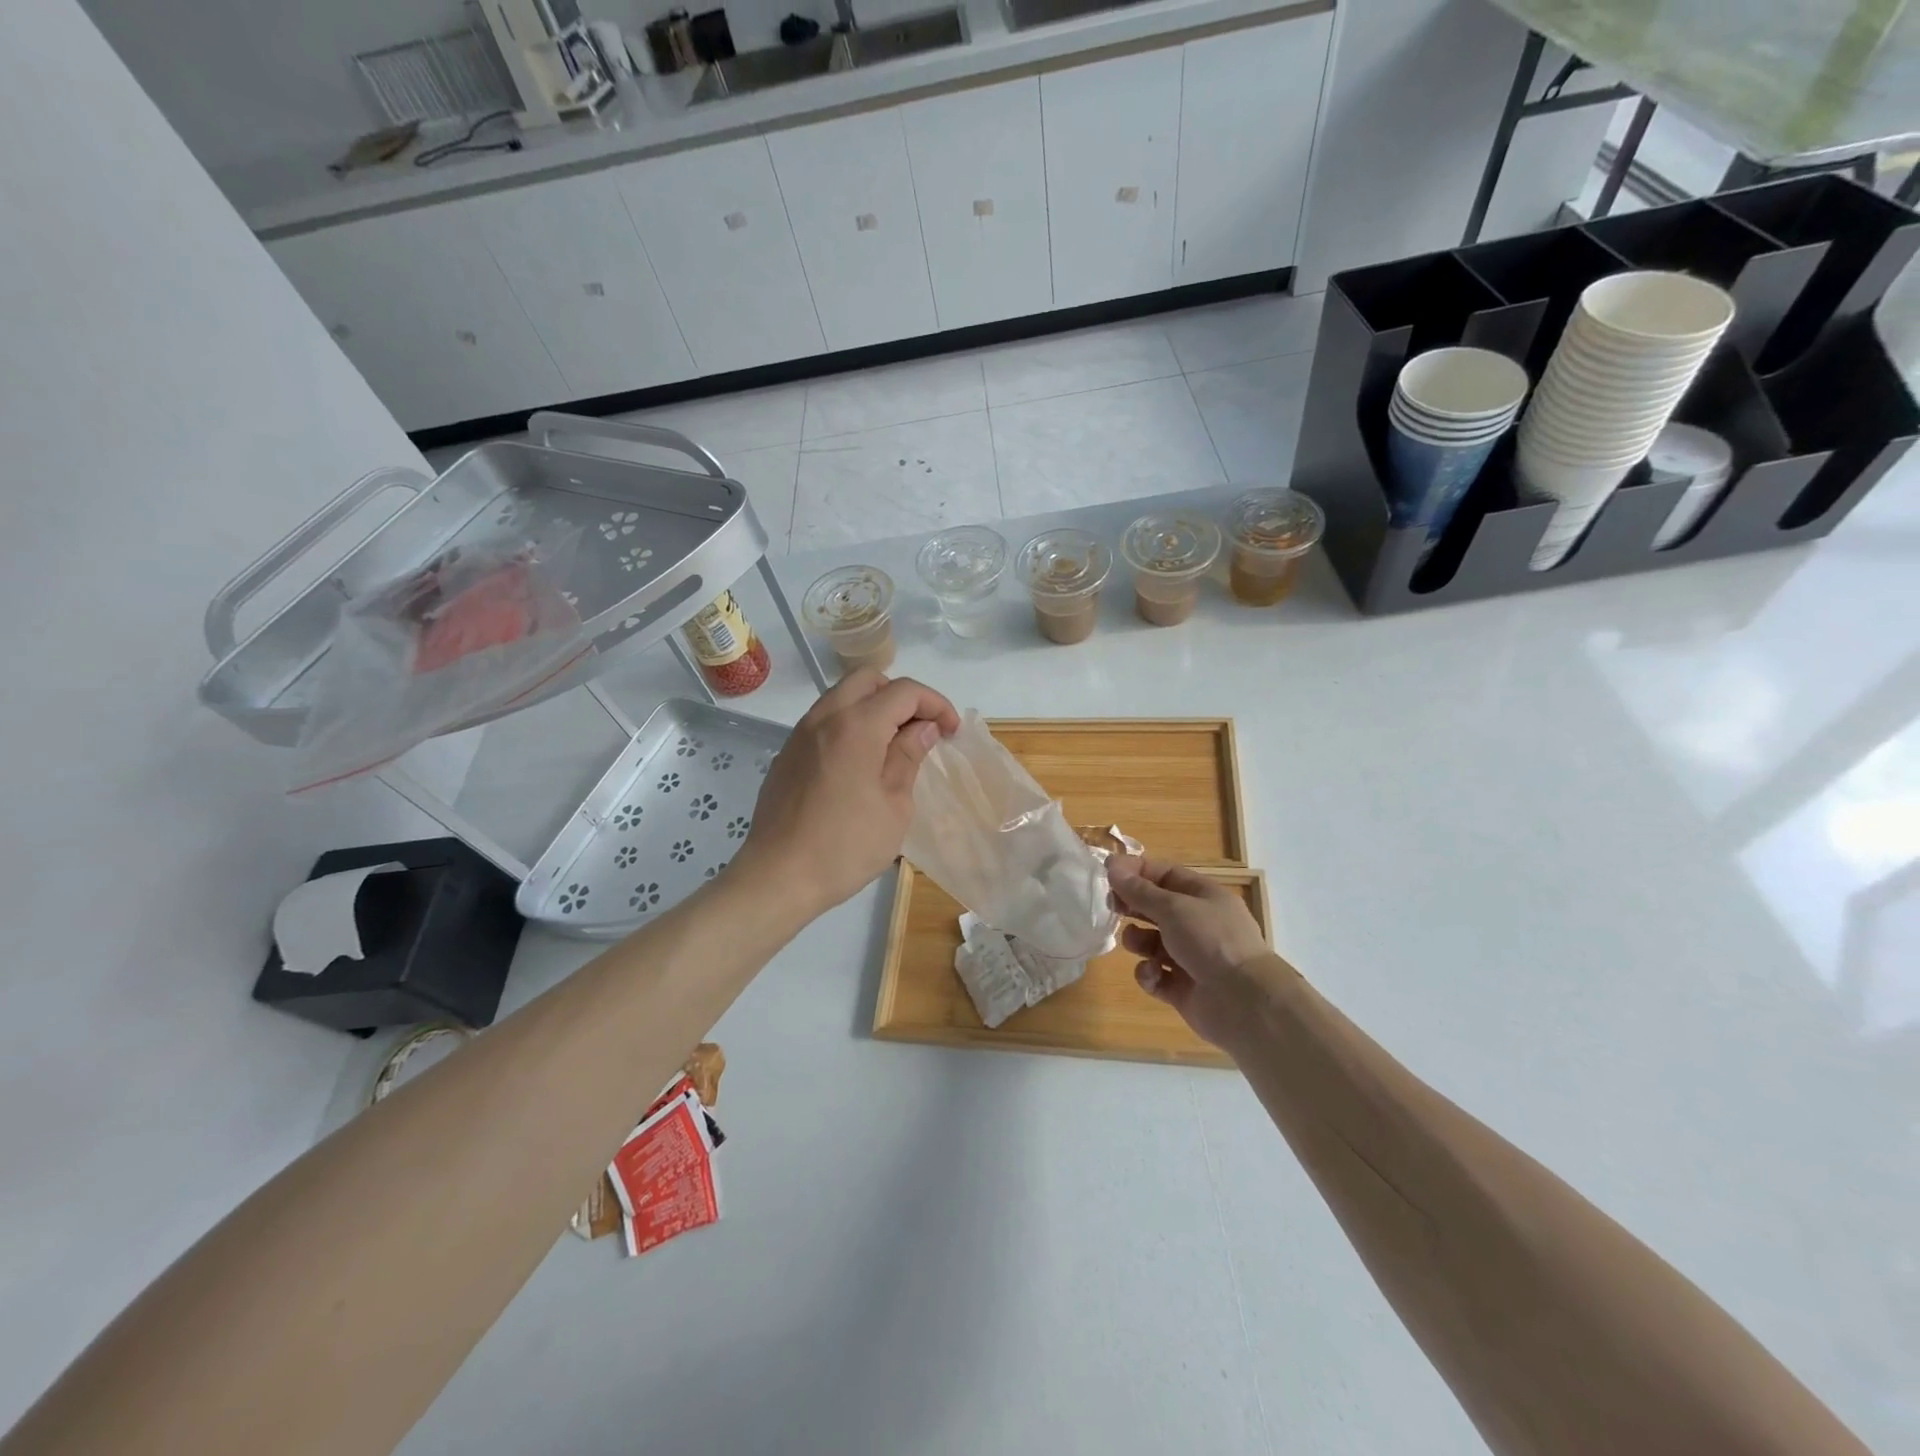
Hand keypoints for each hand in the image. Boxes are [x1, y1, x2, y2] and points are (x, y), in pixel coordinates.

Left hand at [737, 670, 959, 920]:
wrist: (777, 877)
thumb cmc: (845, 846)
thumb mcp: (894, 805)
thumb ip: (908, 757)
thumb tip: (923, 728)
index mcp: (856, 726)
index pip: (904, 691)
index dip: (935, 704)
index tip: (951, 731)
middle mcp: (824, 717)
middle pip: (868, 679)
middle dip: (902, 696)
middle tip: (921, 729)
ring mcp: (800, 734)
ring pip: (842, 696)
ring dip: (873, 708)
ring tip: (894, 745)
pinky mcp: (787, 755)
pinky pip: (824, 721)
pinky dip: (849, 725)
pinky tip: (860, 763)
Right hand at [1107, 855, 1291, 1054]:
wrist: (1244, 1002)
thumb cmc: (1211, 941)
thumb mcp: (1173, 907)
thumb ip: (1139, 890)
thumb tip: (1112, 865)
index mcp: (1203, 896)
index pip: (1164, 874)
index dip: (1136, 871)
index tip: (1106, 871)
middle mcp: (1197, 923)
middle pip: (1156, 907)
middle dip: (1132, 905)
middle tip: (1111, 906)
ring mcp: (1190, 957)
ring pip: (1151, 942)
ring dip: (1138, 941)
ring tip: (1135, 944)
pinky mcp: (1182, 988)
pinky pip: (1155, 974)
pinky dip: (1149, 973)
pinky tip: (1153, 974)